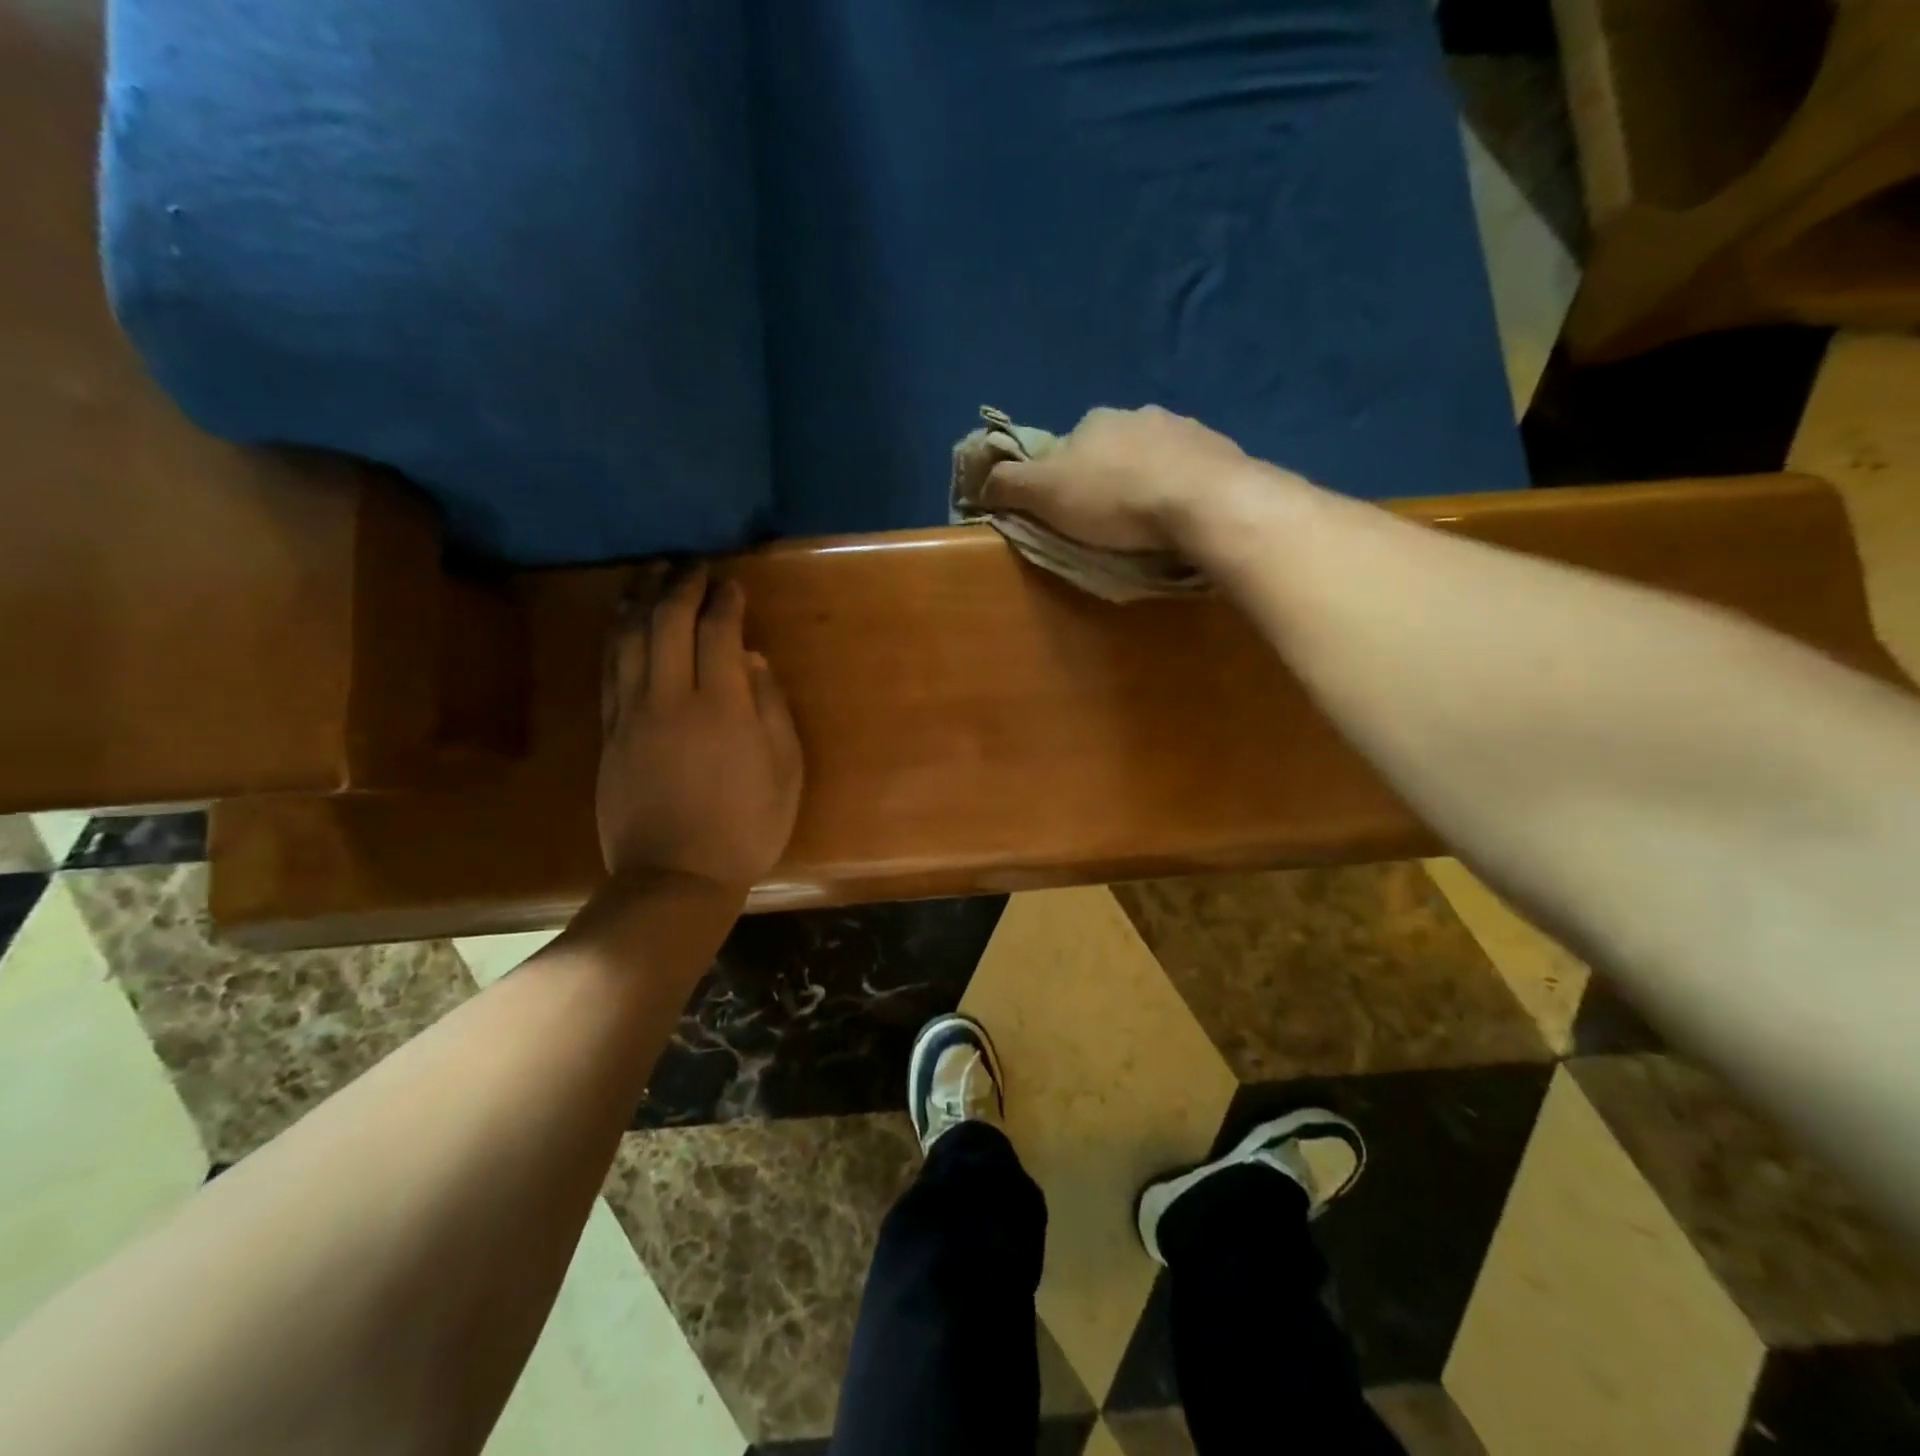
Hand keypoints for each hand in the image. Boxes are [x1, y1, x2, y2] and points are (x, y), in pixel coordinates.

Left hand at [597, 566, 803, 891]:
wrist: (674, 877)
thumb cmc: (745, 828)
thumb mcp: (784, 772)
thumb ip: (771, 710)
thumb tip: (752, 661)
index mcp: (722, 708)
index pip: (717, 632)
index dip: (725, 601)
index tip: (733, 584)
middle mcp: (670, 699)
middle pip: (667, 623)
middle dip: (681, 586)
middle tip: (693, 566)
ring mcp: (632, 714)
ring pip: (628, 639)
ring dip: (640, 599)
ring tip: (651, 574)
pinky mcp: (609, 732)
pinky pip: (609, 669)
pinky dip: (617, 635)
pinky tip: (624, 619)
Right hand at [980, 405, 1279, 551]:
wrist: (1205, 500)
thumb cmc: (1115, 499)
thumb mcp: (1046, 495)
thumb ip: (1009, 485)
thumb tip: (976, 479)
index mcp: (1093, 421)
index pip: (1065, 448)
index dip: (1060, 480)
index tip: (1067, 512)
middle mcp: (1138, 414)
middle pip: (1110, 449)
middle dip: (1106, 477)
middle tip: (1108, 520)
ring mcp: (1184, 429)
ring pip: (1152, 456)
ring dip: (1146, 480)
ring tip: (1148, 520)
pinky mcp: (1220, 451)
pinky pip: (1189, 470)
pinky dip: (1180, 487)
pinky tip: (1181, 513)